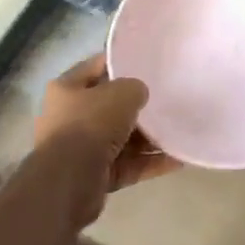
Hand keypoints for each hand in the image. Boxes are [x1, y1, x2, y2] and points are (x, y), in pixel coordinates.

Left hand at [35, 56, 176, 223]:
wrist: (70, 181)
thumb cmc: (92, 123)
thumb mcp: (123, 92)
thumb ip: (136, 88)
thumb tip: (139, 97)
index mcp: (66, 88)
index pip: (98, 66)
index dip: (123, 62)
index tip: (149, 63)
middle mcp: (69, 117)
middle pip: (110, 106)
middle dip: (137, 106)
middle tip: (167, 100)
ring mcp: (80, 149)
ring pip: (121, 138)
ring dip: (148, 138)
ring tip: (178, 131)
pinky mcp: (94, 176)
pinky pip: (127, 164)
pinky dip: (149, 163)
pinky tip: (177, 159)